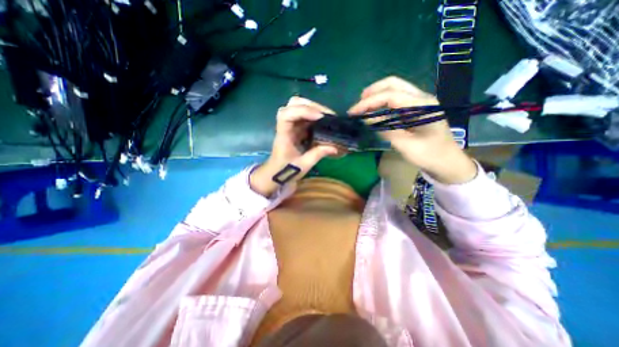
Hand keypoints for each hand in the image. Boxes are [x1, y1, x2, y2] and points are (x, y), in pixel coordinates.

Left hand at [248, 96, 340, 195]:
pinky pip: (305, 116)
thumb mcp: (302, 165)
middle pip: (293, 104)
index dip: (303, 111)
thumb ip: (318, 154)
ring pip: (299, 107)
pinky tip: (324, 122)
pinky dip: (314, 115)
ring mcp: (291, 126)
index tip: (320, 117)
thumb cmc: (285, 171)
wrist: (275, 174)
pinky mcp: (296, 129)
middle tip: (326, 114)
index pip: (286, 115)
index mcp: (283, 135)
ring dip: (314, 108)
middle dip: (311, 105)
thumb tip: (335, 147)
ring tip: (327, 116)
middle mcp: (286, 126)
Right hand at [347, 76, 474, 183]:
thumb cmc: (429, 156)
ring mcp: (420, 101)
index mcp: (422, 106)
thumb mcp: (406, 146)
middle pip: (393, 84)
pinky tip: (374, 110)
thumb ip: (386, 130)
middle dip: (372, 92)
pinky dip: (382, 102)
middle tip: (357, 106)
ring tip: (362, 107)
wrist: (447, 161)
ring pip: (394, 88)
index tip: (353, 112)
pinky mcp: (416, 108)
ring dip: (376, 95)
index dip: (369, 102)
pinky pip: (396, 99)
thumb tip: (367, 119)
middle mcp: (421, 98)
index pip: (391, 96)